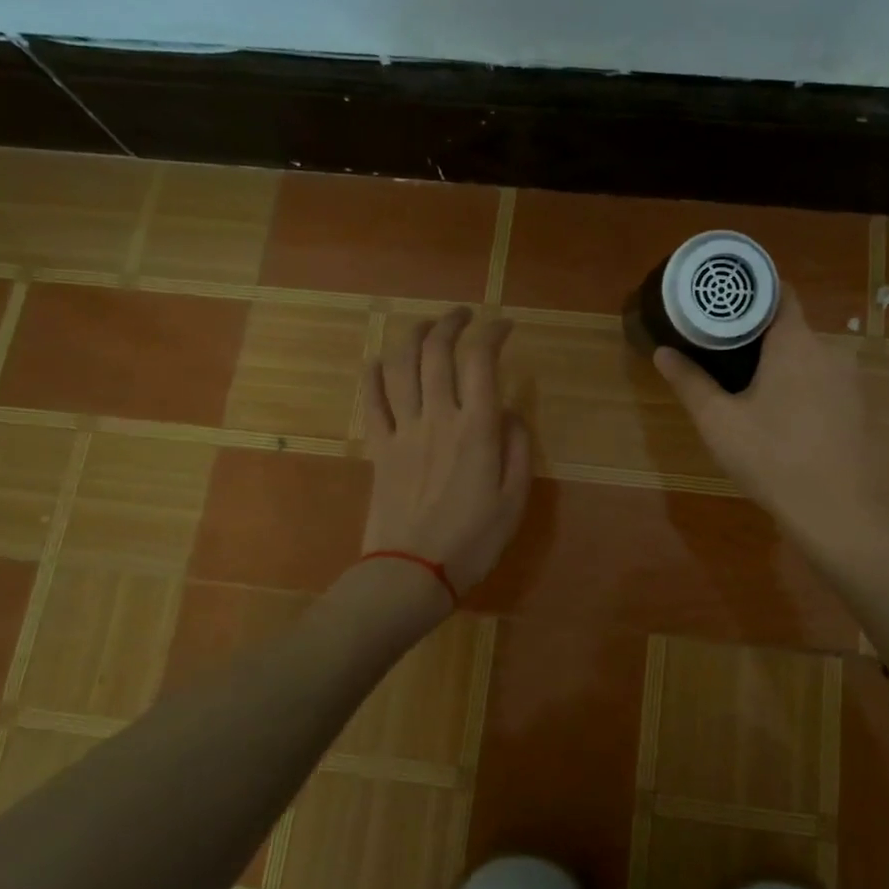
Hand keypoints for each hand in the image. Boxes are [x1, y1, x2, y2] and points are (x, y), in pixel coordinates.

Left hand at [361, 308, 532, 596]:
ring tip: (425, 326)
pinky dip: (375, 374)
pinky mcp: (378, 448)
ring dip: (412, 337)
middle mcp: (437, 418)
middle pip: (437, 352)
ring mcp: (402, 430)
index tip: (504, 325)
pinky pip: (372, 401)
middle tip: (463, 315)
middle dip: (450, 323)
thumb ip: (516, 447)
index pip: (481, 361)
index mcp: (476, 429)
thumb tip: (507, 411)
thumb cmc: (473, 541)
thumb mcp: (515, 499)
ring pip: (401, 367)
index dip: (492, 333)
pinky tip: (382, 362)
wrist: (411, 572)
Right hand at [653, 289, 883, 542]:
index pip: (778, 292)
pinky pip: (823, 383)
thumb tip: (662, 352)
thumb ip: (689, 382)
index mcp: (795, 342)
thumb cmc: (773, 458)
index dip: (750, 292)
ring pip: (807, 358)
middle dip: (757, 335)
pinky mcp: (858, 409)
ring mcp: (849, 381)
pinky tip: (781, 418)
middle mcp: (829, 350)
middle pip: (790, 327)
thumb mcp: (719, 422)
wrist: (840, 513)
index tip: (722, 302)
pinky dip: (800, 388)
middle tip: (720, 350)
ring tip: (745, 385)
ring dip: (779, 365)